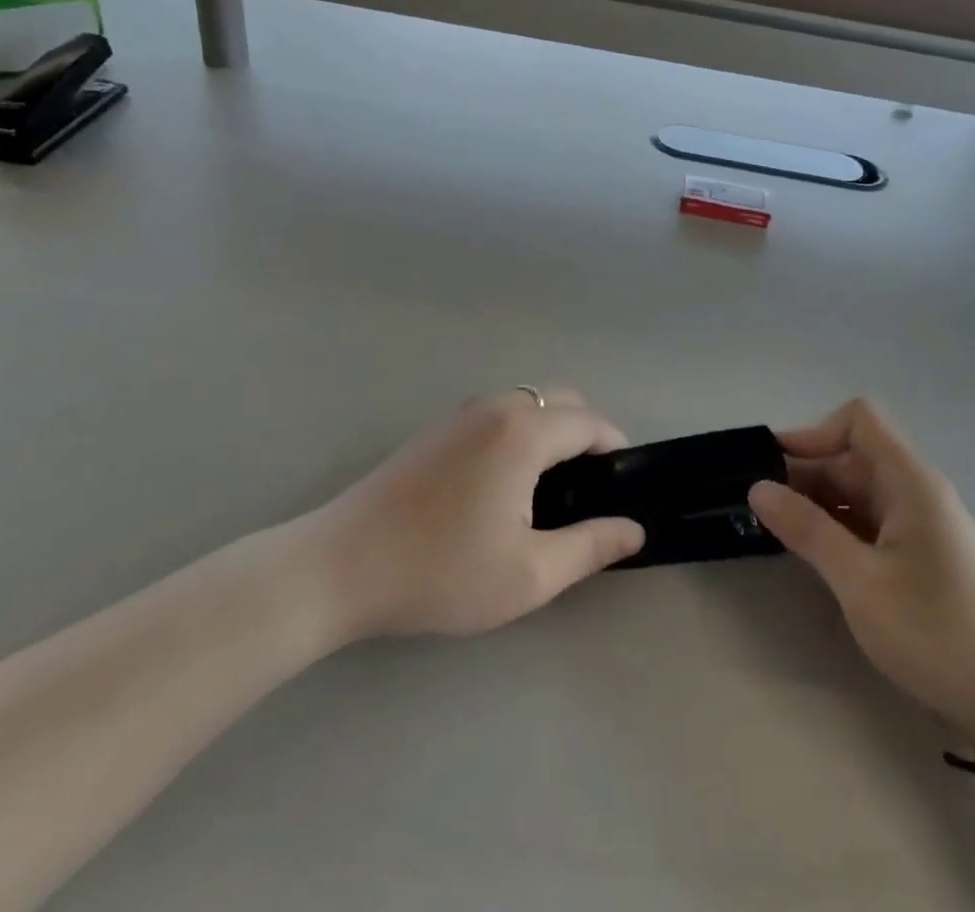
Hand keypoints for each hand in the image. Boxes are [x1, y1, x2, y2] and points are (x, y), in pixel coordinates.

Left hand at [314, 389, 644, 640]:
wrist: (341, 566)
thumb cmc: (441, 571)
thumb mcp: (528, 574)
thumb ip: (590, 546)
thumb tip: (633, 529)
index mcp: (523, 432)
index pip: (590, 422)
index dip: (616, 449)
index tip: (623, 487)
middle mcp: (496, 407)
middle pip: (561, 400)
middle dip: (586, 434)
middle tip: (587, 492)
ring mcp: (461, 413)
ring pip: (527, 403)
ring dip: (551, 431)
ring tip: (549, 490)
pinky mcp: (437, 428)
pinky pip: (497, 414)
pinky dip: (519, 432)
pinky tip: (503, 484)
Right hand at [748, 400, 974, 782]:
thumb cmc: (939, 635)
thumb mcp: (860, 582)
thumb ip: (807, 530)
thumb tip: (757, 487)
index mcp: (909, 481)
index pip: (858, 420)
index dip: (814, 433)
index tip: (775, 468)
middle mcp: (916, 491)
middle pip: (852, 457)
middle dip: (805, 473)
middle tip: (758, 507)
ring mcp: (922, 525)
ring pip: (859, 492)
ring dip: (818, 504)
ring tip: (776, 531)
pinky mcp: (923, 556)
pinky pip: (871, 522)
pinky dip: (839, 529)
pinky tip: (815, 556)